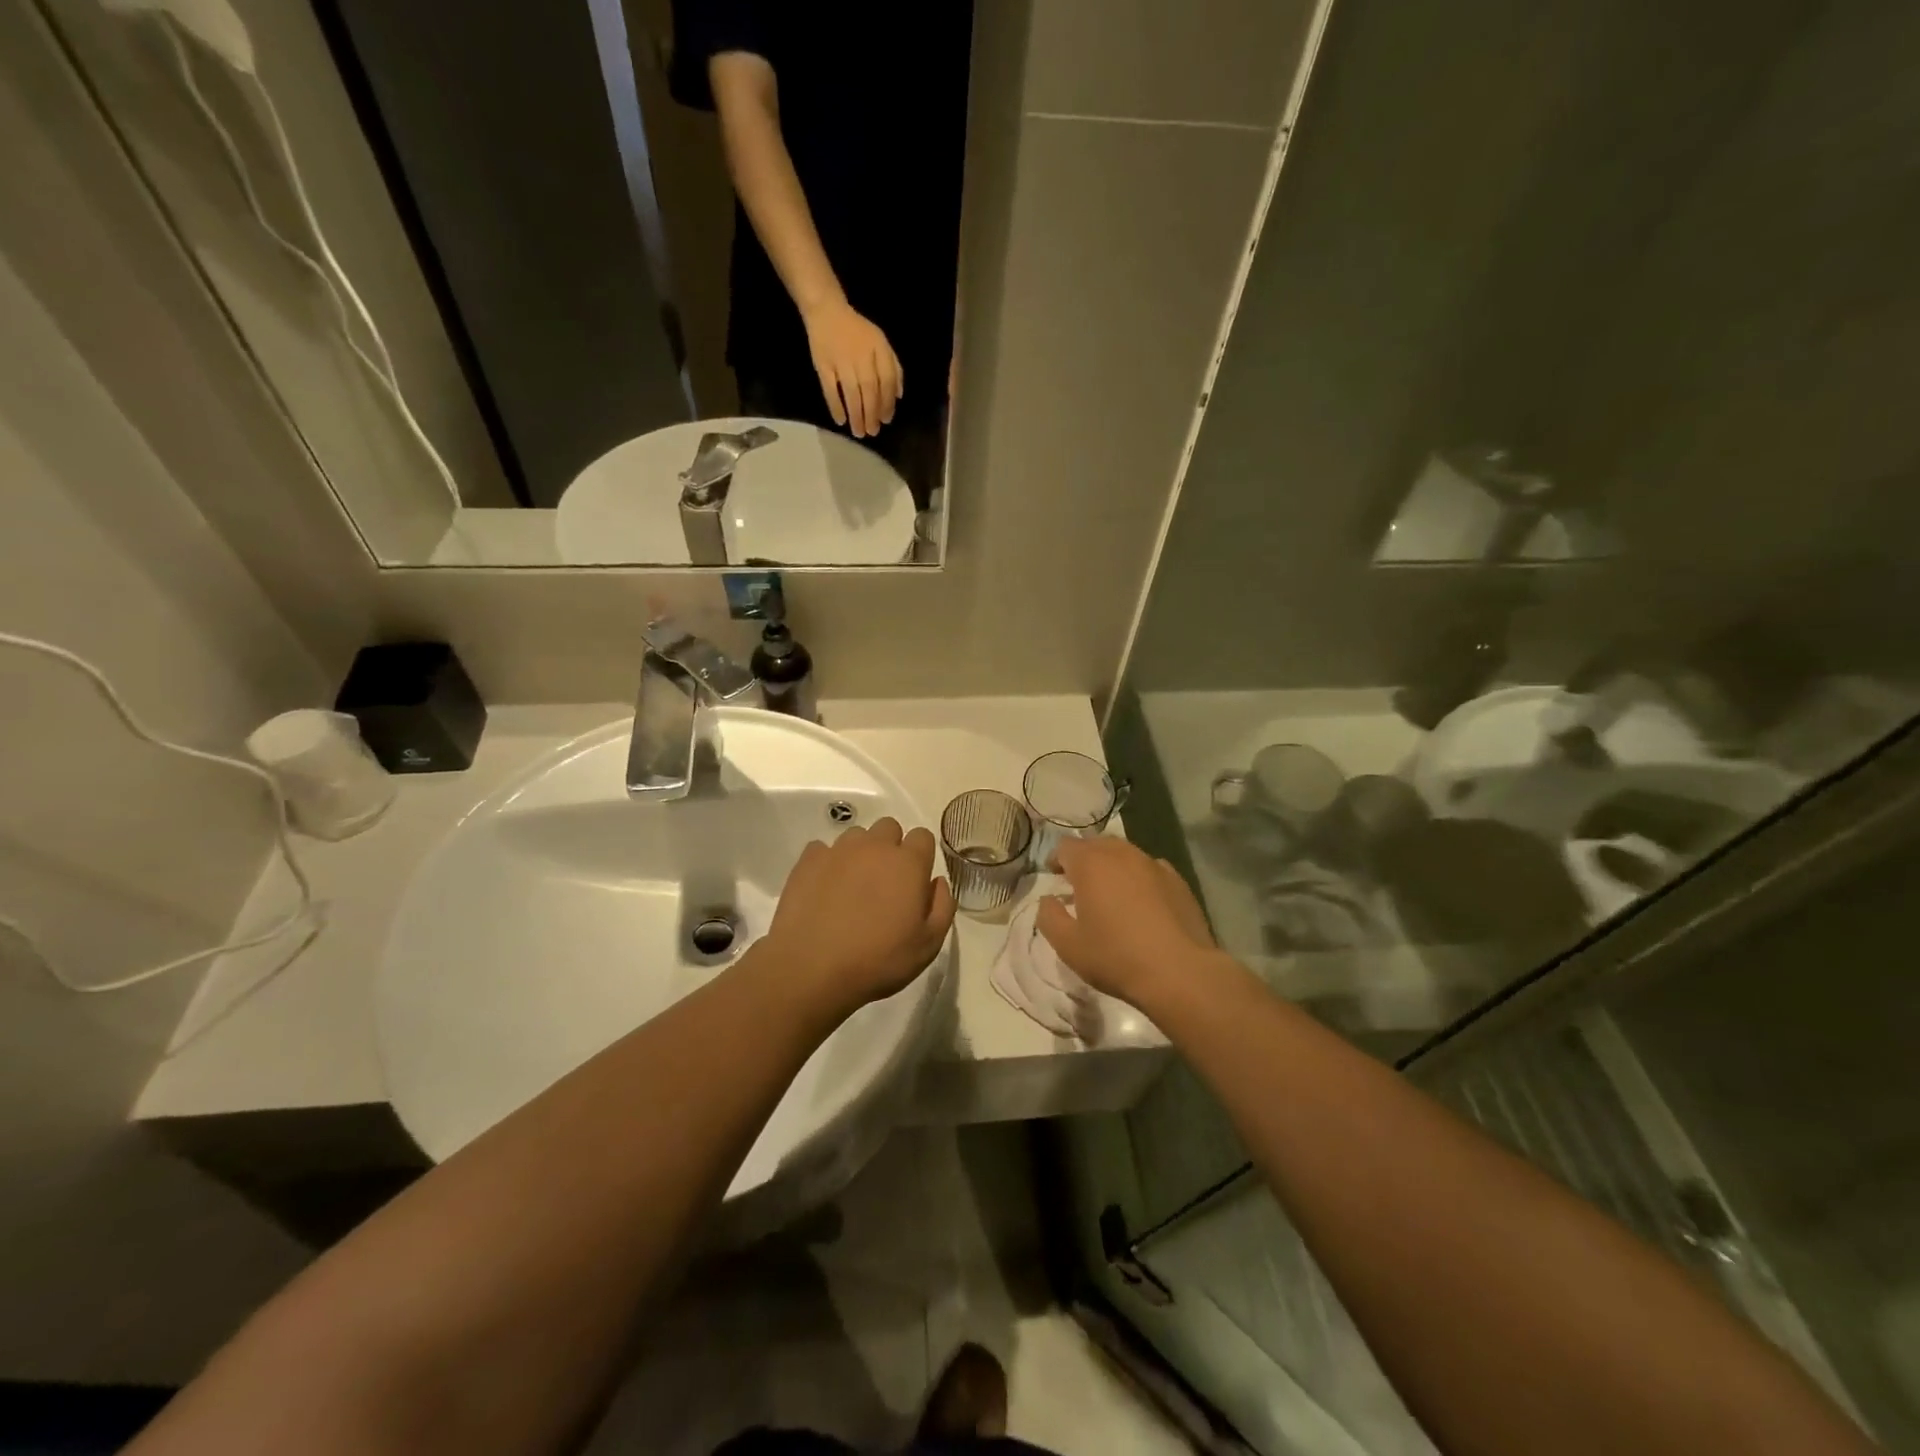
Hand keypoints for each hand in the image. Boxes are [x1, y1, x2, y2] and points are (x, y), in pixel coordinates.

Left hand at [761, 816, 954, 1019]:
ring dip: (860, 853)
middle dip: (891, 847)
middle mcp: (874, 847)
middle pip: (889, 828)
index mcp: (908, 863)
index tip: (915, 881)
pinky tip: (825, 889)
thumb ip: (942, 907)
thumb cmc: (878, 960)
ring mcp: (838, 850)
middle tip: (885, 883)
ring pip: (856, 836)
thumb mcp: (928, 945)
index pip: (923, 836)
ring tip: (853, 887)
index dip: (921, 856)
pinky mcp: (808, 860)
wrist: (811, 968)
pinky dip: (828, 863)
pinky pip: (823, 849)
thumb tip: (937, 882)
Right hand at [802, 298, 901, 437]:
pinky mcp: (823, 364)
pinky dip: (835, 406)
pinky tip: (840, 420)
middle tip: (872, 432)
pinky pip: (829, 389)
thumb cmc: (858, 332)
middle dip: (872, 414)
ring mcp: (841, 361)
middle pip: (869, 390)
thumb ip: (893, 367)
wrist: (827, 311)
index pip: (887, 380)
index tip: (886, 420)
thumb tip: (898, 396)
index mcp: (878, 349)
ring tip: (859, 432)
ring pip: (851, 393)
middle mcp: (861, 355)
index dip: (888, 402)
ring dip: (856, 415)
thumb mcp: (881, 343)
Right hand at [1038, 838, 1215, 1007]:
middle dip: (1084, 859)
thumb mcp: (1068, 945)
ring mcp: (1153, 864)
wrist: (1180, 972)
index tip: (1055, 877)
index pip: (1065, 847)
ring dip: (1112, 866)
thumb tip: (1048, 900)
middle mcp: (1122, 854)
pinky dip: (1139, 878)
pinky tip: (1142, 902)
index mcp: (1090, 864)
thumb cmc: (1116, 957)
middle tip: (1080, 884)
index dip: (1056, 860)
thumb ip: (1048, 916)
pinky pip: (1150, 869)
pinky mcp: (1178, 880)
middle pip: (1096, 844)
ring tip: (1111, 892)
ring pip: (1125, 853)